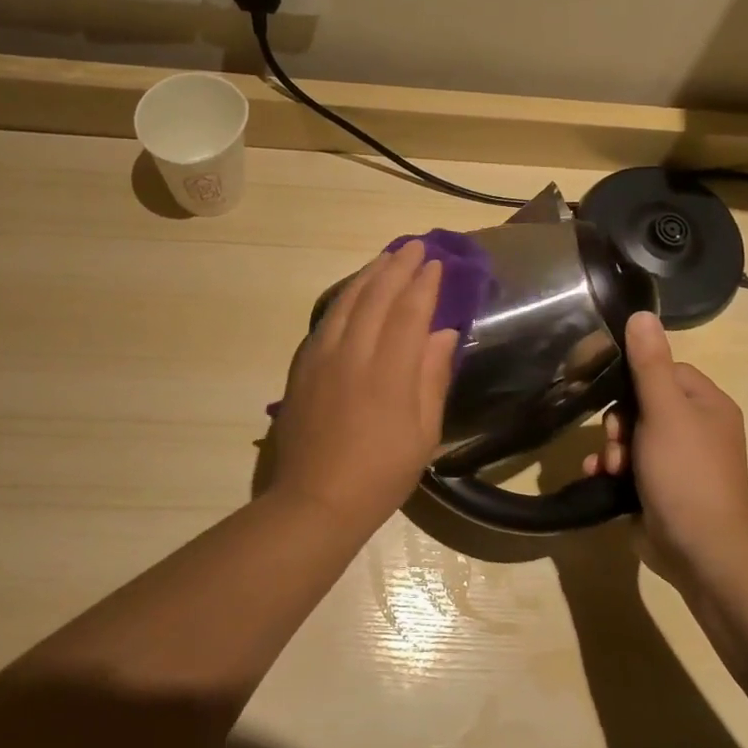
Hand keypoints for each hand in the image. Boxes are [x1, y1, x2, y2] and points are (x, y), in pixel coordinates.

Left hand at [267, 242, 458, 530]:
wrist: (317, 500)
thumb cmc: (381, 473)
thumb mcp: (423, 433)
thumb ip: (432, 377)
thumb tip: (443, 334)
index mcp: (389, 372)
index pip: (409, 312)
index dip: (424, 285)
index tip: (436, 264)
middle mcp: (353, 354)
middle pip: (376, 298)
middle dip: (397, 267)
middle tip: (414, 246)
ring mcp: (322, 358)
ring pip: (346, 302)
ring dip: (369, 275)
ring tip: (385, 258)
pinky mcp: (303, 366)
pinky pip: (326, 319)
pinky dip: (344, 297)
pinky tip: (353, 292)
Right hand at [584, 311, 747, 585]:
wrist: (699, 548)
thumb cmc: (685, 471)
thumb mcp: (664, 410)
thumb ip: (649, 363)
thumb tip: (641, 313)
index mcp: (707, 405)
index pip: (664, 372)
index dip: (635, 381)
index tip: (617, 395)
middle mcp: (696, 430)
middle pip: (642, 405)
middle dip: (618, 423)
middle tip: (615, 442)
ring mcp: (678, 463)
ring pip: (630, 438)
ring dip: (610, 449)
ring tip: (608, 467)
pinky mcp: (659, 489)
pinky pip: (628, 467)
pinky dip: (610, 471)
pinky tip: (598, 478)